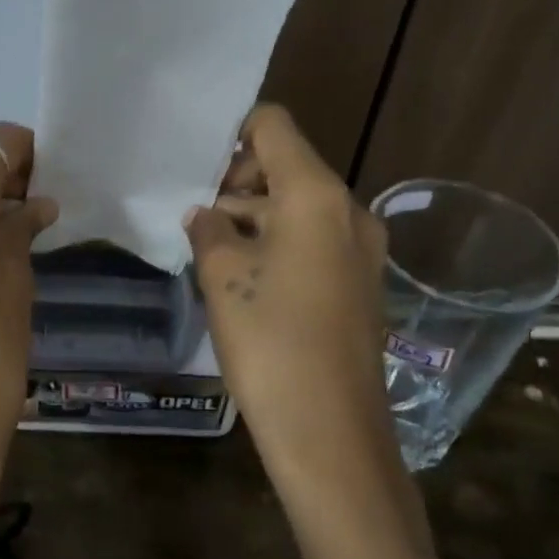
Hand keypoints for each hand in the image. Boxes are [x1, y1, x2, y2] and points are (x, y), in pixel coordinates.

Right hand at [185, 105, 391, 480]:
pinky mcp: (362, 285)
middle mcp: (349, 211)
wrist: (330, 431)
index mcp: (316, 195)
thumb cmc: (270, 341)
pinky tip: (246, 280)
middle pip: (288, 168)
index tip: (197, 165)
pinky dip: (280, 246)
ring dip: (256, 219)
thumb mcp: (223, 277)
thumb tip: (205, 215)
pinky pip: (316, 243)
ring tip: (211, 252)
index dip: (233, 133)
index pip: (274, 127)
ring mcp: (362, 251)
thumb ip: (208, 231)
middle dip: (239, 184)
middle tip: (196, 218)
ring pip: (301, 209)